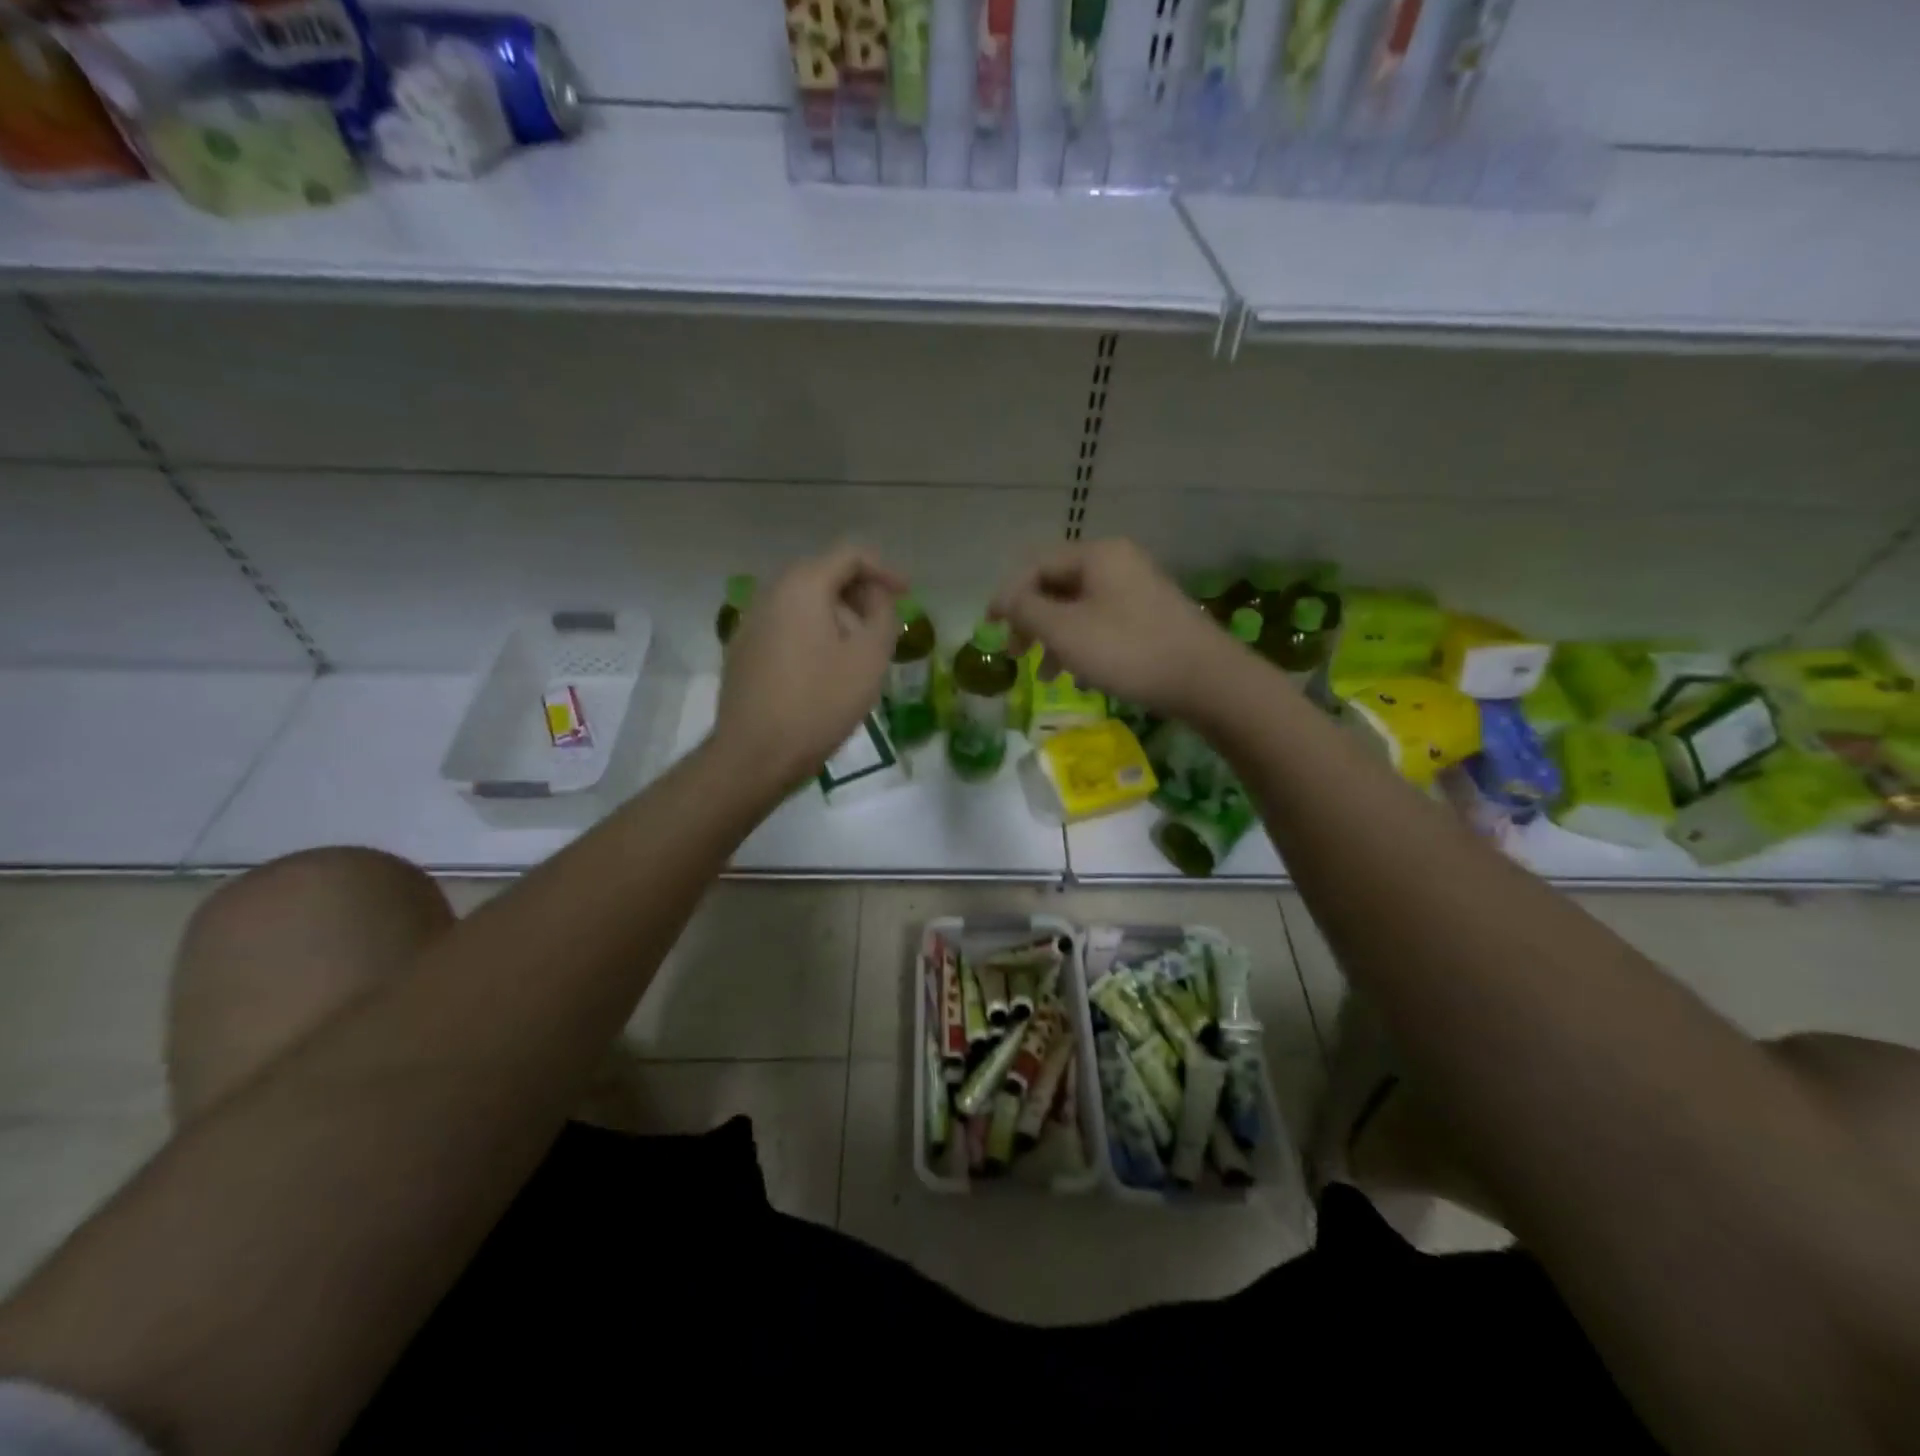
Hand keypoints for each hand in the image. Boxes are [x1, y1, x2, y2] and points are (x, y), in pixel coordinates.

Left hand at [711, 545, 905, 791]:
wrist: (755, 753)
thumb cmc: (820, 703)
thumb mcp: (869, 658)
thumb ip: (883, 615)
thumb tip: (876, 598)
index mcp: (802, 586)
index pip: (849, 555)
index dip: (884, 569)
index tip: (906, 594)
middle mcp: (770, 593)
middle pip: (823, 575)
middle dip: (859, 594)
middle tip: (884, 623)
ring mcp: (751, 622)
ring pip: (803, 603)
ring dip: (837, 616)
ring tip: (859, 651)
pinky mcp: (743, 651)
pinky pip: (786, 626)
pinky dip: (813, 633)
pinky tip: (826, 668)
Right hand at [989, 539, 1237, 717]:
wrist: (1205, 680)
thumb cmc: (1128, 650)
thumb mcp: (1065, 631)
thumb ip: (1026, 610)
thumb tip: (1004, 599)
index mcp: (1097, 555)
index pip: (1036, 566)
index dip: (1007, 595)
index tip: (988, 627)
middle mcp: (1118, 563)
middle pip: (1057, 584)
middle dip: (1031, 619)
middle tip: (1015, 652)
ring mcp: (1137, 589)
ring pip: (1078, 607)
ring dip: (1054, 638)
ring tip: (1044, 675)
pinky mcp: (1149, 616)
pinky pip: (1101, 622)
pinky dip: (1081, 644)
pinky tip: (1077, 675)